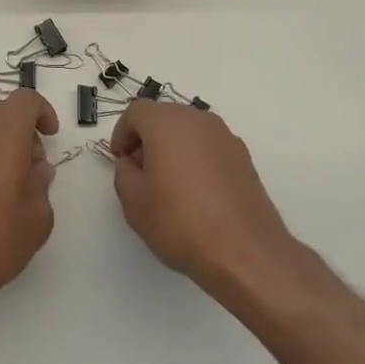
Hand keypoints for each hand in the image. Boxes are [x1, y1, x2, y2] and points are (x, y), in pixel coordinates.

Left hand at [0, 89, 59, 322]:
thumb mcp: (38, 217)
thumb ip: (42, 185)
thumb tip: (37, 171)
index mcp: (4, 131)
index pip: (26, 100)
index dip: (43, 112)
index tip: (50, 136)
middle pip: (3, 112)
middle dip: (22, 131)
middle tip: (33, 168)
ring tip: (9, 183)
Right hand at [109, 100, 296, 299]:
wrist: (244, 251)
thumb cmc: (180, 222)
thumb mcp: (134, 202)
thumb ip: (124, 173)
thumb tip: (132, 163)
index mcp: (167, 123)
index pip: (136, 112)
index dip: (122, 133)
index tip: (120, 160)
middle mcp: (198, 120)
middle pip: (164, 117)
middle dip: (147, 138)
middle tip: (140, 172)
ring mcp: (225, 137)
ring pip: (189, 131)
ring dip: (173, 148)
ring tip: (168, 185)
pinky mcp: (243, 157)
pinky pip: (209, 147)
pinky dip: (196, 159)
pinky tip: (196, 193)